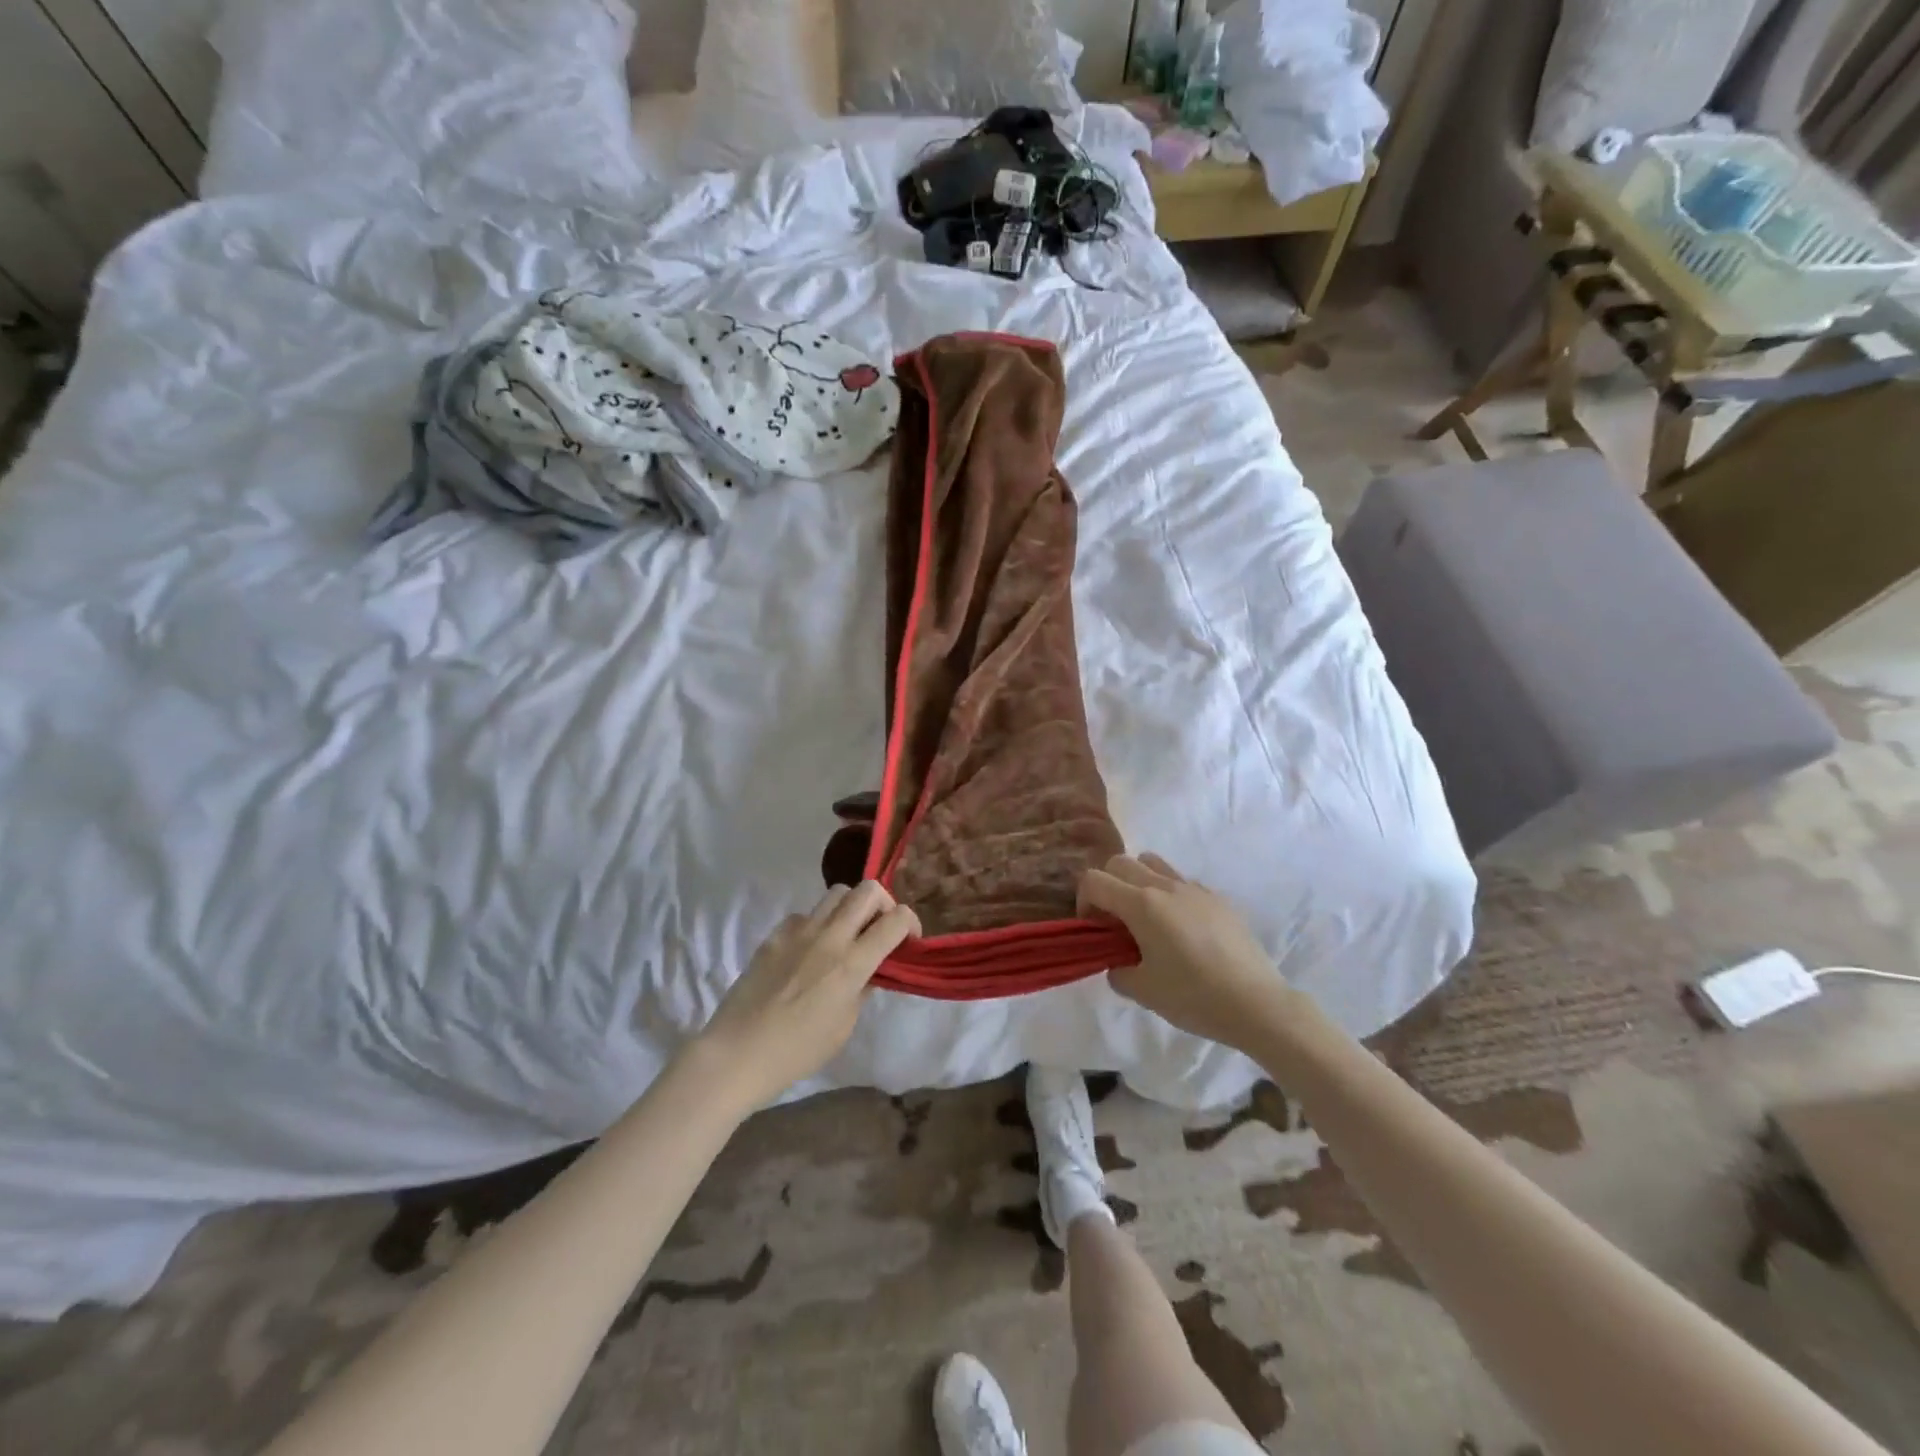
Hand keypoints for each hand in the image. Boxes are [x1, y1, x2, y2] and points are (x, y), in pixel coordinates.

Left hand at [694, 881, 919, 1109]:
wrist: (738, 1052)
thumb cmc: (797, 1051)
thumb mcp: (844, 1026)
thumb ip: (862, 989)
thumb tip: (869, 970)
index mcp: (852, 964)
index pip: (895, 919)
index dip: (910, 923)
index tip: (908, 940)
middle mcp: (829, 937)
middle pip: (868, 890)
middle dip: (884, 903)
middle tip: (879, 928)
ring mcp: (799, 931)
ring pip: (837, 893)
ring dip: (851, 908)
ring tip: (846, 935)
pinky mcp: (775, 934)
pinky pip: (805, 915)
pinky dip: (816, 925)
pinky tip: (808, 951)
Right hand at [1078, 854, 1288, 1051]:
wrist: (1257, 1004)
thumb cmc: (1194, 997)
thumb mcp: (1143, 991)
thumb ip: (1118, 971)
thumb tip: (1119, 962)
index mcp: (1141, 904)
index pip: (1094, 880)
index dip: (1083, 901)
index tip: (1094, 929)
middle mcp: (1165, 886)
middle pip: (1120, 863)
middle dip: (1107, 886)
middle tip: (1115, 923)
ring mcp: (1194, 889)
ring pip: (1152, 862)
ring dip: (1137, 882)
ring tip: (1146, 918)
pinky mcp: (1217, 898)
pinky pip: (1181, 881)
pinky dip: (1168, 894)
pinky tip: (1181, 929)